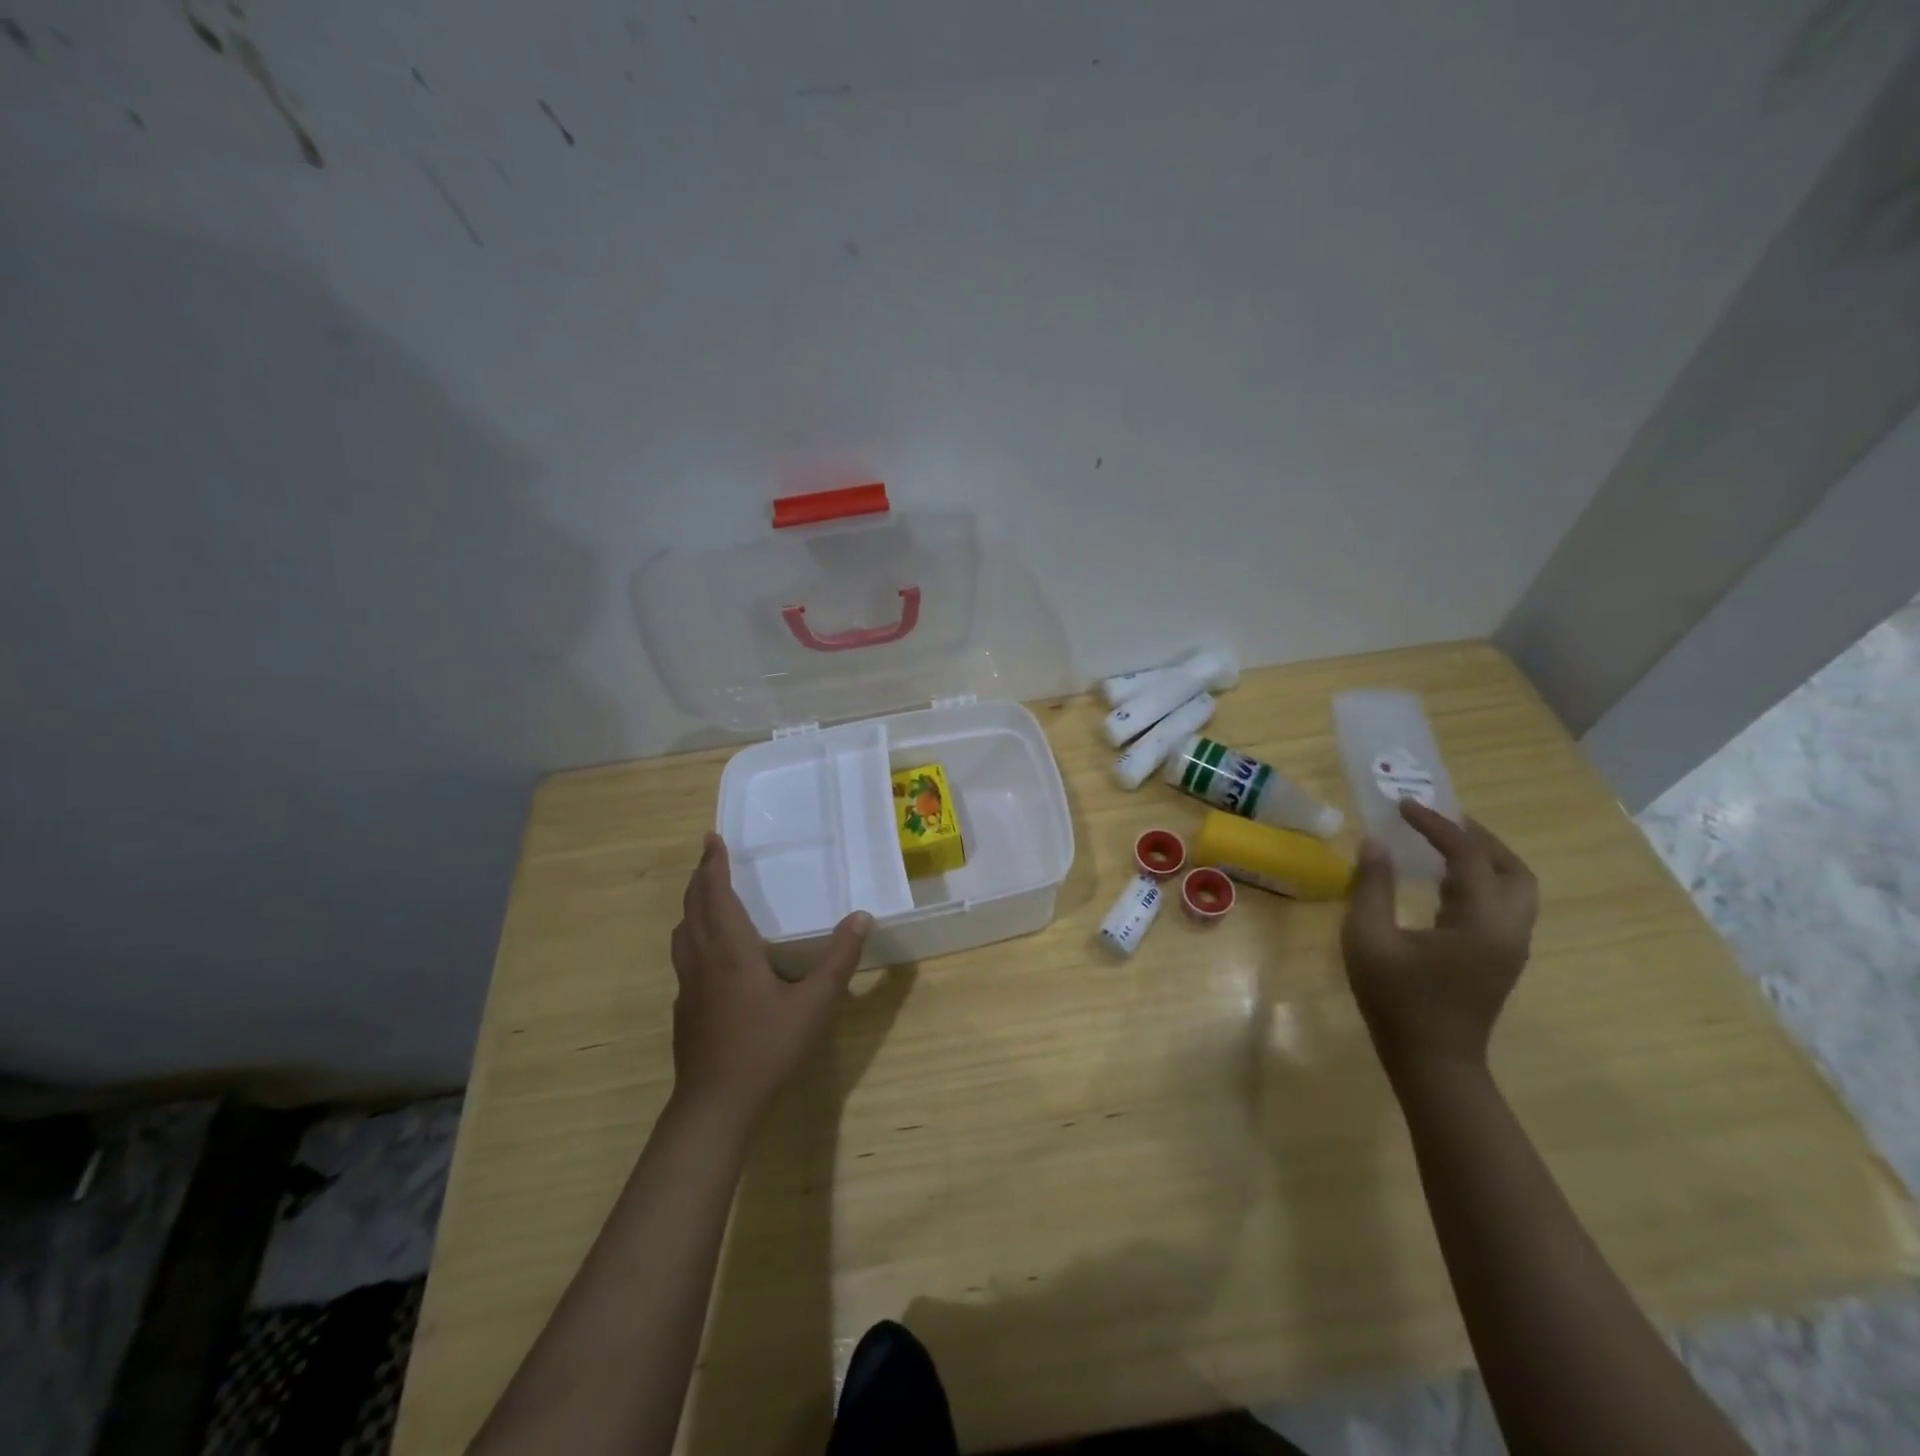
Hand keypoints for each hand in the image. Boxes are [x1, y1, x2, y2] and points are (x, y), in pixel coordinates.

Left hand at [669, 833, 871, 1127]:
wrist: (715, 1104)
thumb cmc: (766, 1047)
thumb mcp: (815, 1003)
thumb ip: (839, 958)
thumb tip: (861, 916)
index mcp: (729, 949)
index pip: (715, 893)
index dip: (712, 864)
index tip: (712, 839)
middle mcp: (702, 959)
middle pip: (692, 907)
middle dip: (700, 878)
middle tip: (710, 857)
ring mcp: (688, 985)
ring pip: (683, 932)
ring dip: (692, 906)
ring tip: (707, 896)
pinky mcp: (684, 1007)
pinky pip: (684, 955)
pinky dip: (693, 935)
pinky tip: (711, 953)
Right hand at [1340, 800, 1537, 1080]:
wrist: (1432, 1061)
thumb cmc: (1396, 1000)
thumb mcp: (1368, 940)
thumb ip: (1372, 887)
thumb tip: (1375, 842)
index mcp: (1482, 923)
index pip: (1469, 857)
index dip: (1437, 825)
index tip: (1404, 806)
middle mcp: (1509, 930)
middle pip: (1513, 869)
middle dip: (1477, 838)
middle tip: (1436, 821)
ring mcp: (1510, 946)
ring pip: (1516, 888)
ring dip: (1484, 859)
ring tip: (1442, 844)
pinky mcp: (1501, 958)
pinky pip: (1503, 905)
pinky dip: (1480, 880)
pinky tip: (1444, 881)